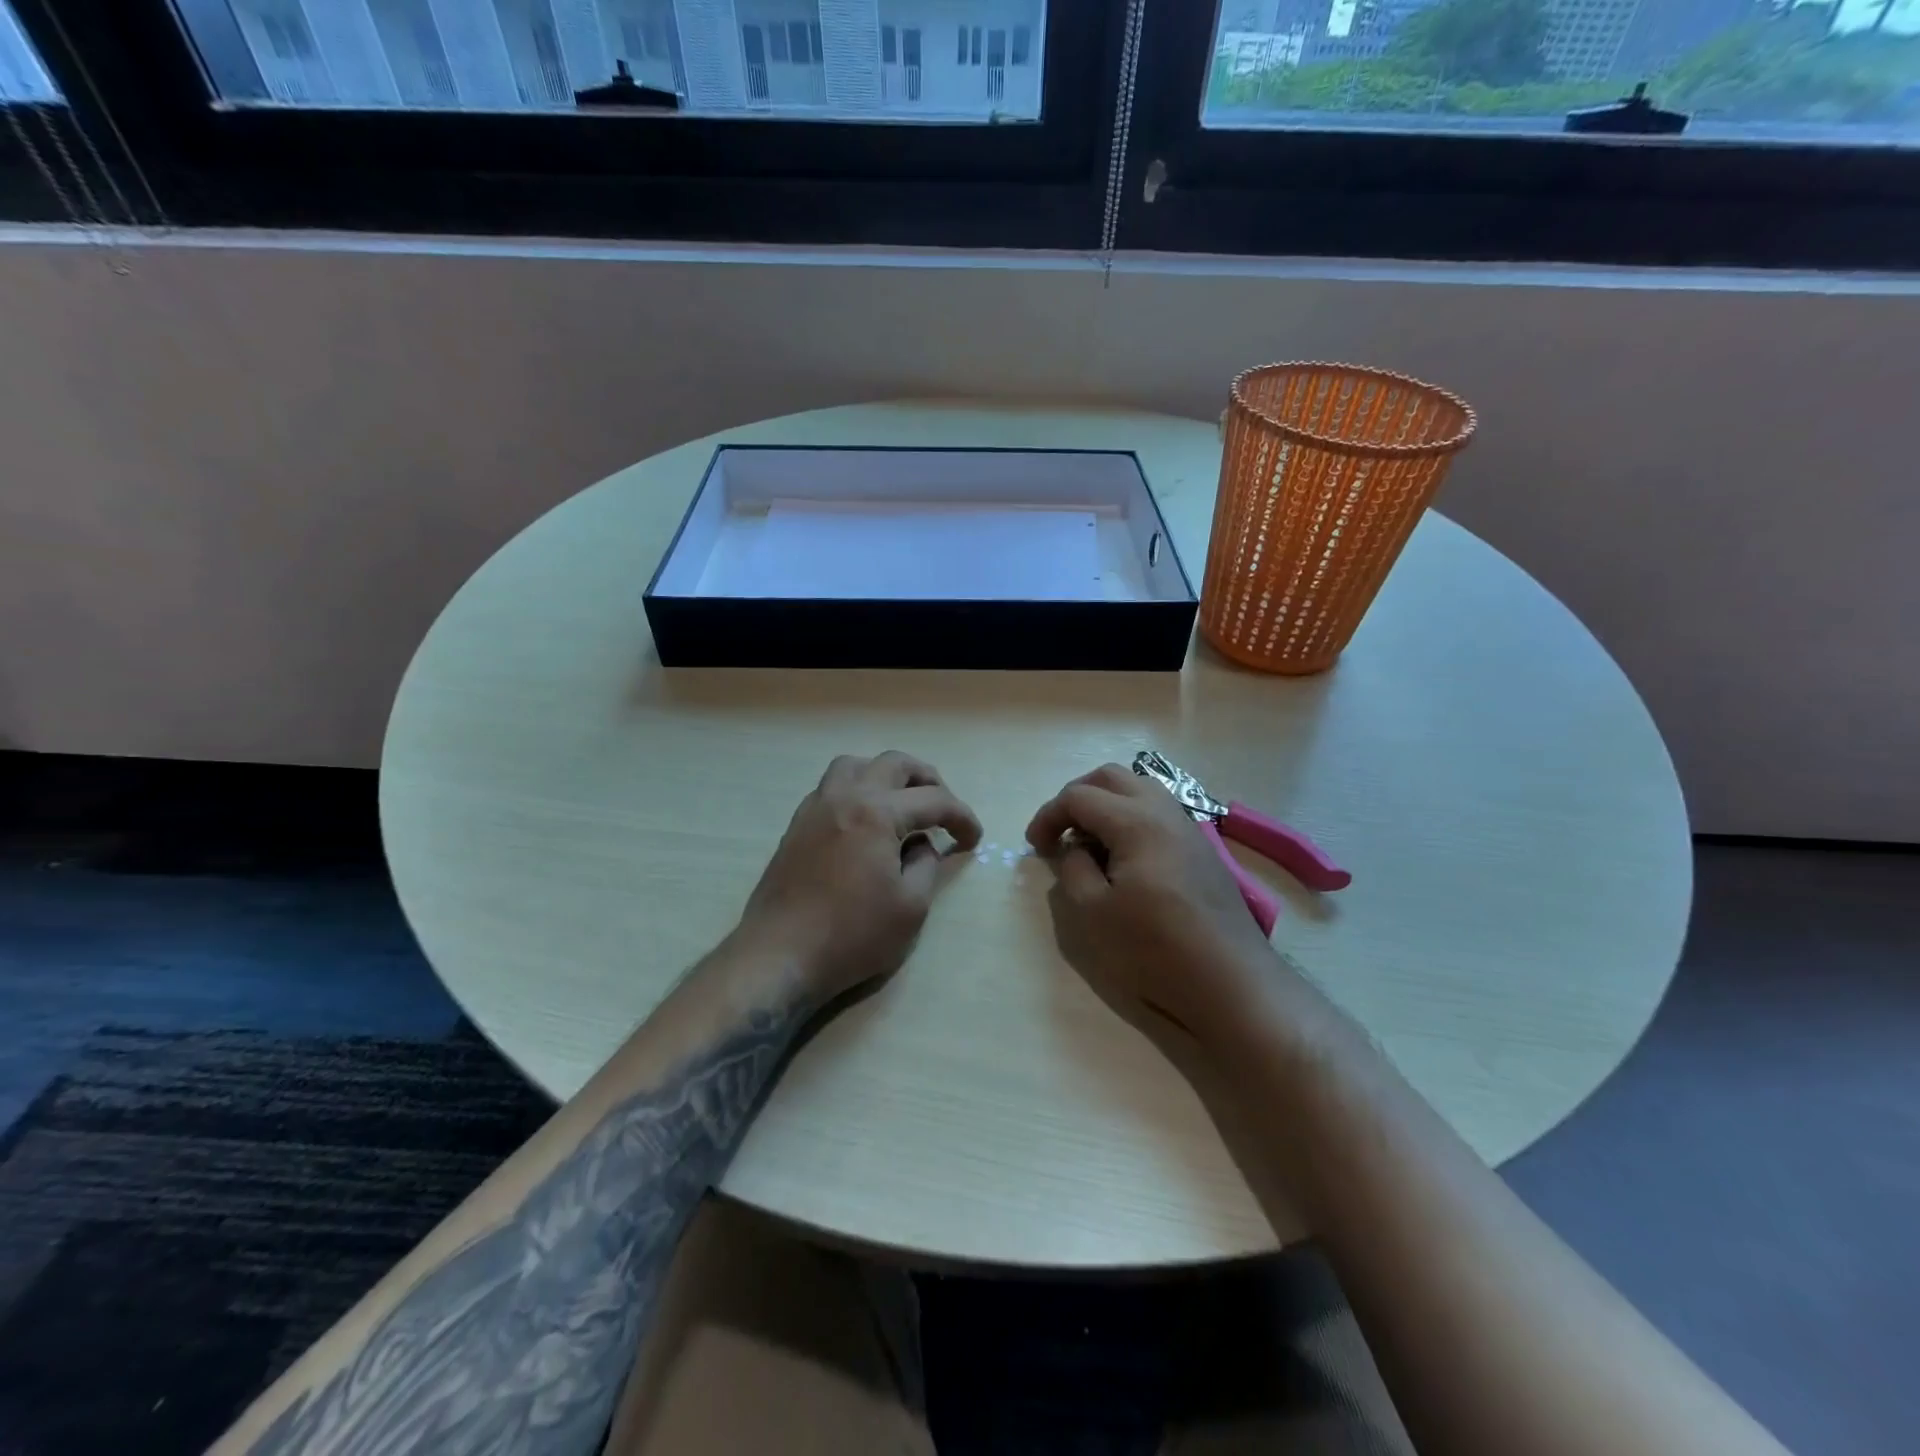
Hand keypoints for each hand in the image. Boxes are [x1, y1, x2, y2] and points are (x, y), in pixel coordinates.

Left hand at [738, 751, 981, 1002]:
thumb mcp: (910, 907)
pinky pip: (832, 787)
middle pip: (893, 764)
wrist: (779, 956)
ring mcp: (815, 808)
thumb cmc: (852, 935)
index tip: (974, 839)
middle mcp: (844, 797)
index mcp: (876, 812)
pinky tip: (865, 822)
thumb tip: (922, 844)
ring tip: (902, 804)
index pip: (933, 800)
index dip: (962, 817)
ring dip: (885, 776)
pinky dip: (857, 790)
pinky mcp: (797, 826)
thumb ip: (926, 865)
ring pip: (855, 766)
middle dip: (927, 780)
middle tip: (943, 809)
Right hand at [1026, 763, 1276, 1042]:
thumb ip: (1072, 870)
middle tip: (1060, 831)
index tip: (1034, 846)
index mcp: (1135, 821)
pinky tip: (1124, 856)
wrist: (1230, 980)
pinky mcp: (1201, 847)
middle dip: (1077, 796)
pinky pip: (1158, 810)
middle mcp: (1164, 811)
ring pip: (1139, 788)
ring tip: (1089, 841)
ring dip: (1106, 803)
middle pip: (1111, 777)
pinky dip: (1130, 817)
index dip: (1048, 816)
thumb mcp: (1093, 913)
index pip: (1079, 796)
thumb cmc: (1155, 948)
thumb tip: (1072, 849)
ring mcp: (1188, 827)